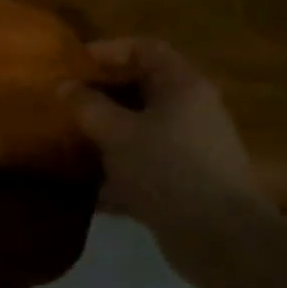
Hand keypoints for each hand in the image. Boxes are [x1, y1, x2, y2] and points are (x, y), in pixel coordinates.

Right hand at [62, 38, 266, 232]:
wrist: (222, 239)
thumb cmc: (169, 169)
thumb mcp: (118, 132)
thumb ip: (87, 106)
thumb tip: (64, 87)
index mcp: (182, 85)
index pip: (144, 48)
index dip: (107, 50)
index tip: (73, 64)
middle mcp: (190, 110)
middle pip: (141, 88)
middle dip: (101, 94)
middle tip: (65, 102)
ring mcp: (189, 148)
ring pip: (139, 129)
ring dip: (105, 134)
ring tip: (69, 141)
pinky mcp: (184, 183)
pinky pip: (143, 165)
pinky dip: (116, 171)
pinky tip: (86, 187)